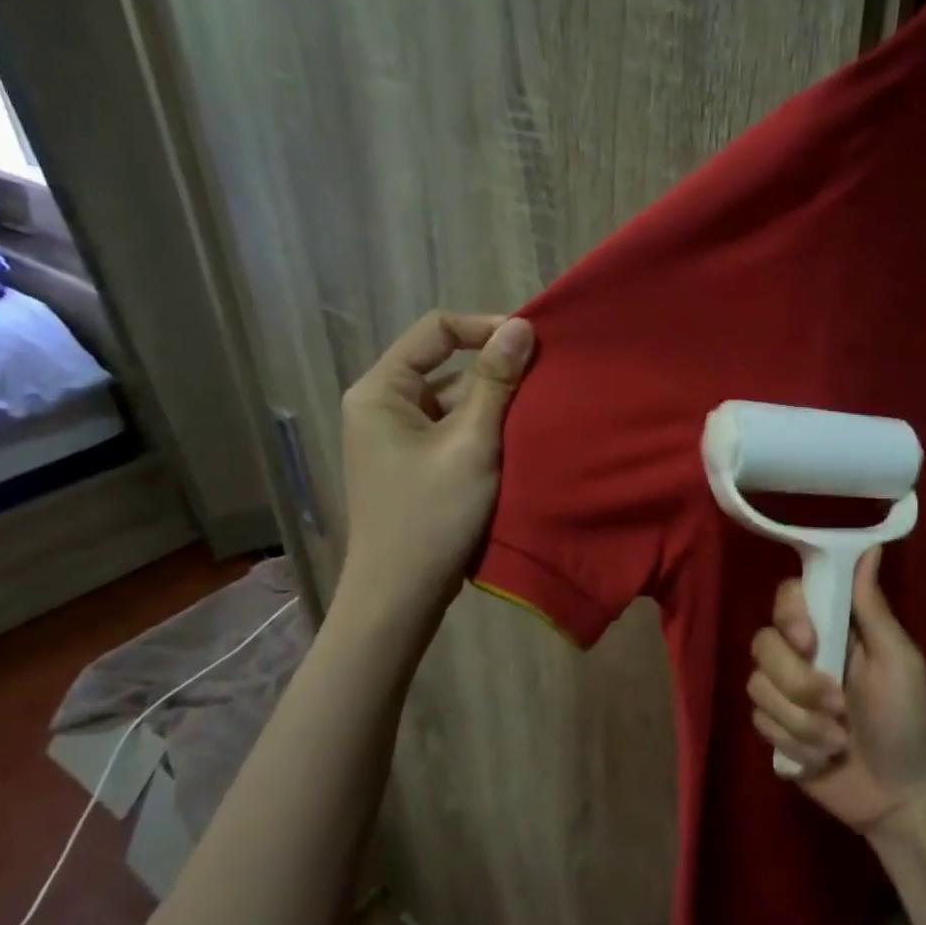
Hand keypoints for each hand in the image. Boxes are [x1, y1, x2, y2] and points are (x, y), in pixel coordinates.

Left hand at [338, 311, 533, 601]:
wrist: (400, 597)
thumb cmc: (432, 515)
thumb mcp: (471, 444)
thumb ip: (496, 383)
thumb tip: (522, 327)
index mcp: (380, 390)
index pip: (436, 330)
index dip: (485, 328)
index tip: (533, 343)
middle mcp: (381, 405)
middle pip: (444, 364)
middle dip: (495, 370)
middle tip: (545, 379)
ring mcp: (395, 436)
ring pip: (452, 399)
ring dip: (493, 403)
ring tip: (539, 411)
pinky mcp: (412, 463)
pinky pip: (452, 429)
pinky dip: (483, 430)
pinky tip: (518, 441)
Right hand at [747, 549, 925, 835]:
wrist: (899, 797)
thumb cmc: (907, 721)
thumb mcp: (899, 661)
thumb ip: (873, 608)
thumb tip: (870, 546)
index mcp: (834, 630)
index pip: (788, 597)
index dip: (790, 616)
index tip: (809, 642)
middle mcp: (802, 655)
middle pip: (763, 643)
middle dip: (797, 682)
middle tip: (837, 706)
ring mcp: (785, 694)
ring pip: (757, 685)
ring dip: (800, 720)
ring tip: (837, 741)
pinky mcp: (775, 730)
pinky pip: (759, 722)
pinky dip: (794, 743)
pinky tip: (822, 758)